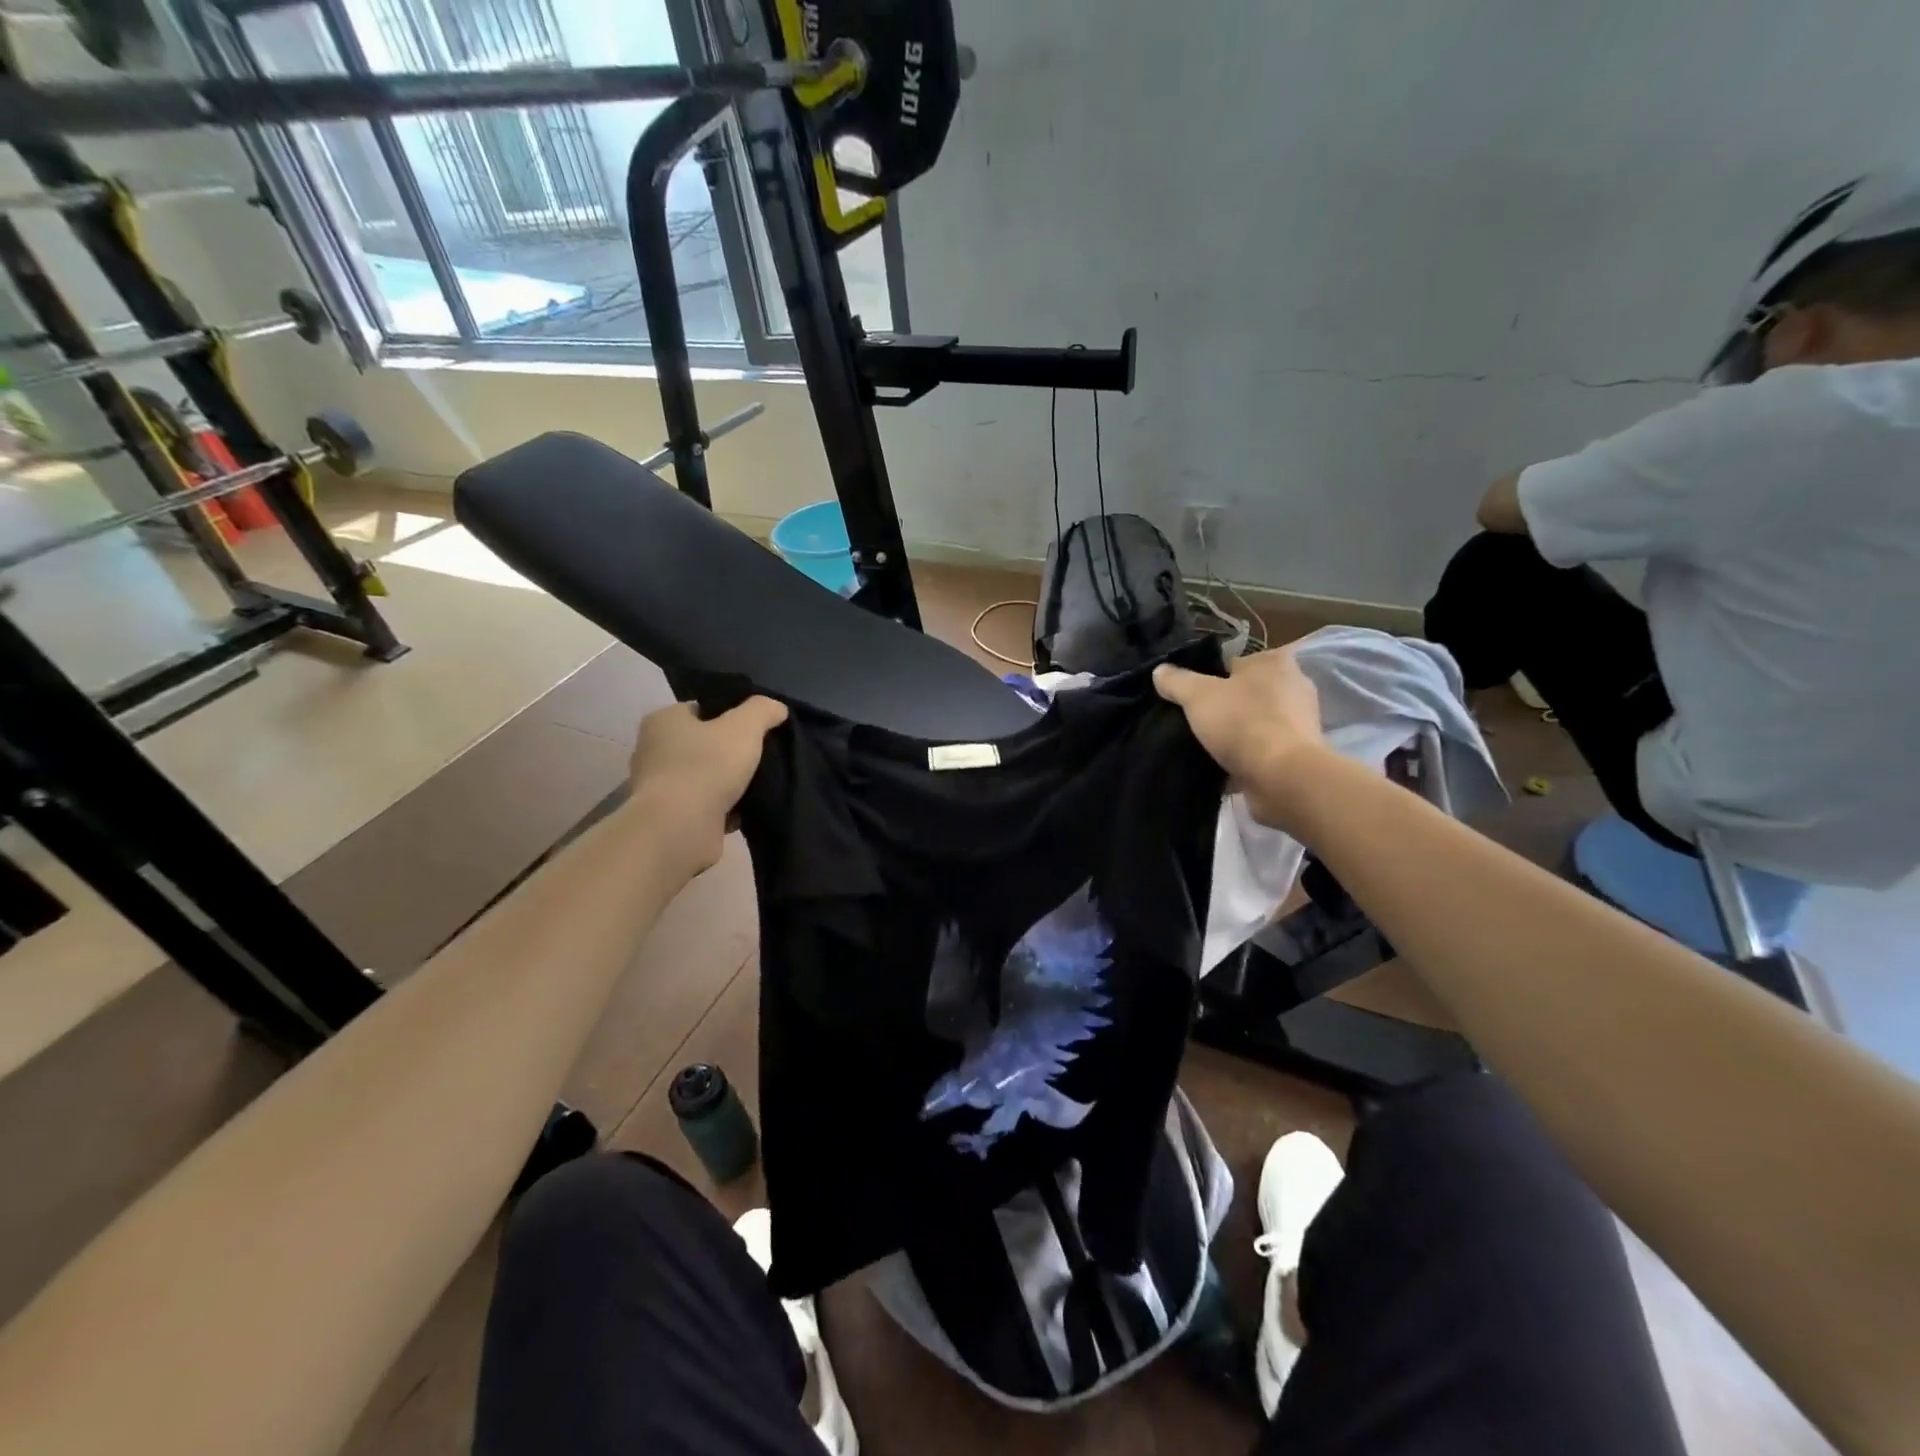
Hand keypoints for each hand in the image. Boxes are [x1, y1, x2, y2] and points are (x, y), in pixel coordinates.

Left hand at [626, 697, 787, 870]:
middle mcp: (654, 751)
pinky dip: (724, 809)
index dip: (730, 715)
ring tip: (758, 785)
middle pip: (703, 744)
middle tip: (762, 757)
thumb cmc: (707, 766)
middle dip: (731, 752)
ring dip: (729, 783)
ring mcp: (660, 788)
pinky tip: (744, 811)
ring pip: (705, 777)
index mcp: (663, 721)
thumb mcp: (744, 726)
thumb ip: (762, 710)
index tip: (757, 728)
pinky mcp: (670, 818)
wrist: (680, 829)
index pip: (701, 709)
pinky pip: (705, 806)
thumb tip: (777, 708)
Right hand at [1154, 648, 1326, 828]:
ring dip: (1232, 734)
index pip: (1231, 663)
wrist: (1283, 778)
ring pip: (1252, 722)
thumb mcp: (1197, 695)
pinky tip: (1221, 767)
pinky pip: (1261, 750)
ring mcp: (1299, 722)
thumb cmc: (1243, 723)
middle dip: (1220, 708)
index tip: (1187, 699)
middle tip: (1192, 723)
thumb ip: (1176, 681)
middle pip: (1243, 694)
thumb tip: (1160, 671)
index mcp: (1274, 662)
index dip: (1205, 679)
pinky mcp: (1297, 753)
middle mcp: (1293, 686)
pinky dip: (1244, 758)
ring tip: (1203, 747)